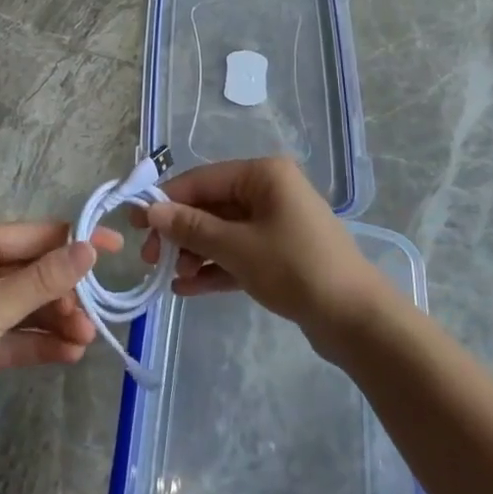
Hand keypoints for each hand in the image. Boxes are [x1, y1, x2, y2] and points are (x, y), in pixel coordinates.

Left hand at [0, 222, 119, 455]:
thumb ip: (44, 279)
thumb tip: (90, 247)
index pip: (35, 236)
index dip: (75, 241)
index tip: (116, 248)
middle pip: (34, 274)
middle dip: (64, 295)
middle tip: (92, 318)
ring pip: (28, 307)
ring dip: (57, 321)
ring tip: (85, 341)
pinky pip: (16, 335)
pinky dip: (40, 342)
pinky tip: (69, 354)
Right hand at [139, 156, 398, 348]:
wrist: (356, 319)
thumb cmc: (295, 268)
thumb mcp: (236, 247)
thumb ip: (191, 228)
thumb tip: (152, 211)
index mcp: (263, 175)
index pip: (203, 179)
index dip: (167, 200)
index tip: (136, 224)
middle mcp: (270, 191)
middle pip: (211, 206)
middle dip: (180, 232)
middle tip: (151, 259)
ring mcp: (276, 223)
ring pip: (223, 231)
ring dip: (195, 253)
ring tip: (170, 279)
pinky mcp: (281, 253)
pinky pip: (238, 253)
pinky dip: (215, 267)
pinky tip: (188, 289)